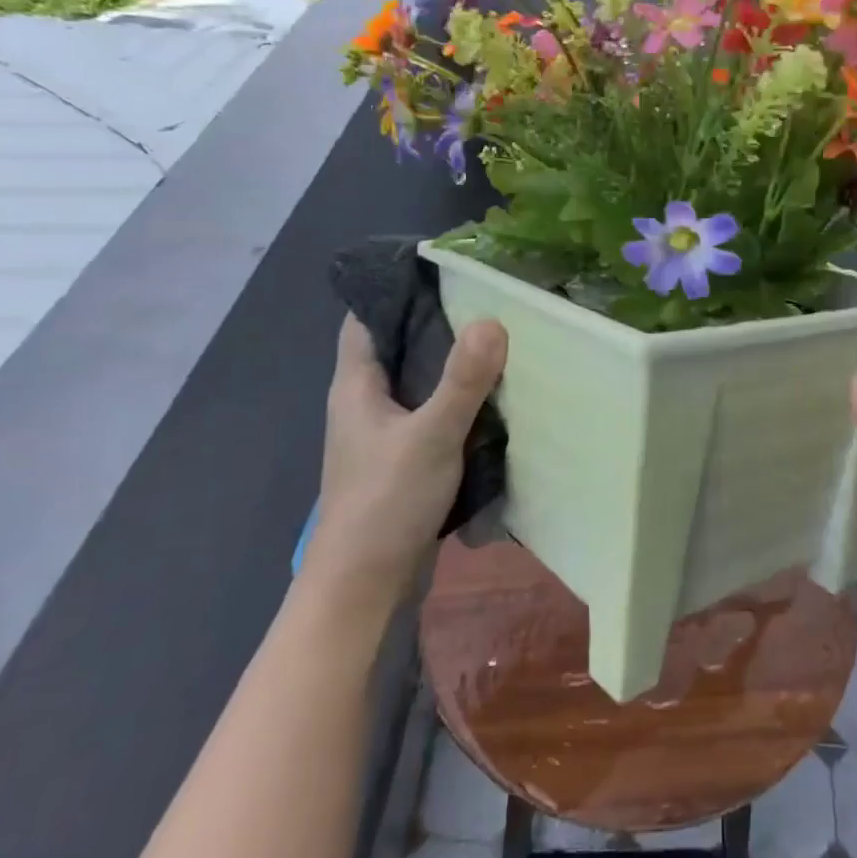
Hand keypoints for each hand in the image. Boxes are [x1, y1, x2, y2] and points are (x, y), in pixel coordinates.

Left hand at [303, 313, 507, 608]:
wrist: (366, 585)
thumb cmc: (386, 501)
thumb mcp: (431, 435)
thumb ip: (462, 380)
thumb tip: (493, 320)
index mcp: (356, 385)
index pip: (367, 319)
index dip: (396, 291)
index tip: (444, 272)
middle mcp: (365, 403)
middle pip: (399, 348)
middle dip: (438, 325)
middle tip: (489, 302)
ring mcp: (384, 434)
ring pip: (418, 384)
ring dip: (452, 367)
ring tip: (500, 342)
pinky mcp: (404, 461)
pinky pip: (432, 416)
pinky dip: (458, 402)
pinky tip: (494, 398)